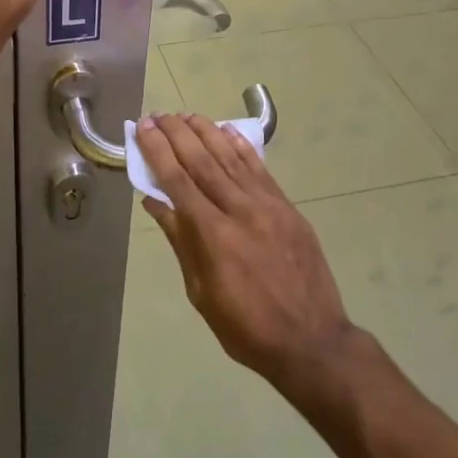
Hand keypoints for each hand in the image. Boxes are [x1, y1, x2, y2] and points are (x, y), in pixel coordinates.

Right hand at [135, 113, 363, 400]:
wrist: (313, 341)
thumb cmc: (247, 328)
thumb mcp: (202, 294)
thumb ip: (182, 242)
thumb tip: (156, 202)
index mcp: (213, 235)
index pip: (178, 181)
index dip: (158, 151)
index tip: (143, 128)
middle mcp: (240, 210)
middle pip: (202, 162)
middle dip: (177, 135)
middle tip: (158, 115)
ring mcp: (268, 206)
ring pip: (231, 159)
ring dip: (206, 133)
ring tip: (186, 116)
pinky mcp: (288, 208)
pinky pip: (260, 170)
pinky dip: (241, 148)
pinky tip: (227, 132)